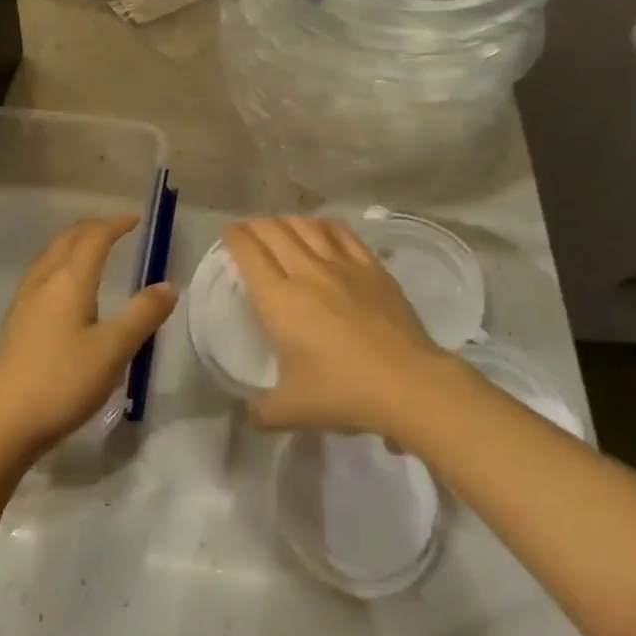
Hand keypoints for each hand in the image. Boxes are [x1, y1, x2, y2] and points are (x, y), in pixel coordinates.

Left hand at [0, 216, 175, 465]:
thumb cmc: (61, 383)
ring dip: (72, 245)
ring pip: (50, 257)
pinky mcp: (15, 326)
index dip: (115, 225)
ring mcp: (24, 304)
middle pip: (67, 241)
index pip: (94, 238)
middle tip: (114, 229)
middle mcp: (44, 282)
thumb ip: (142, 316)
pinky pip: (40, 277)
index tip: (135, 219)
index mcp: (69, 280)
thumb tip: (169, 285)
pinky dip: (59, 266)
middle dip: (92, 229)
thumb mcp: (112, 351)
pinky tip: (62, 292)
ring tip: (89, 251)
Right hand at [223, 217, 453, 441]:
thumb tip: (250, 414)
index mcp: (279, 300)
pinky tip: (322, 228)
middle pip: (274, 232)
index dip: (234, 238)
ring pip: (306, 226)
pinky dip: (324, 225)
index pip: (249, 253)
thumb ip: (264, 411)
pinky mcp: (370, 267)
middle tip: (248, 230)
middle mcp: (306, 271)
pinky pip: (342, 233)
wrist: (407, 383)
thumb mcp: (293, 410)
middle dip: (255, 225)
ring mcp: (341, 264)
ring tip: (281, 226)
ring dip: (287, 221)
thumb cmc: (344, 392)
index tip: (228, 234)